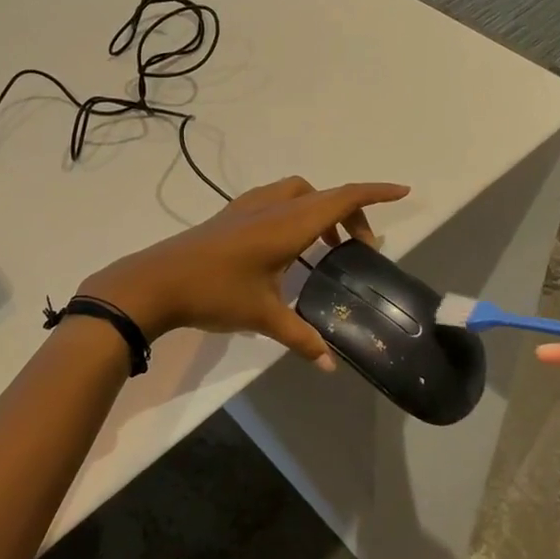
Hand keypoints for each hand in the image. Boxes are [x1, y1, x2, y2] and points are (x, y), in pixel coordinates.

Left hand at [80, 177, 409, 368]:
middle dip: (350, 213)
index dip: (375, 193)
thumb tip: (329, 366)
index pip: (342, 198)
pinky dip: (295, 212)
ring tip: (326, 247)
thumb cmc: (215, 293)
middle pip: (324, 196)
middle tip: (359, 248)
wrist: (155, 281)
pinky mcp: (230, 215)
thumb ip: (300, 338)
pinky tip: (287, 247)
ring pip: (298, 194)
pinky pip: (276, 200)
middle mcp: (272, 206)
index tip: (403, 192)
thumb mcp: (263, 316)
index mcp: (288, 224)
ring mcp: (248, 207)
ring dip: (320, 210)